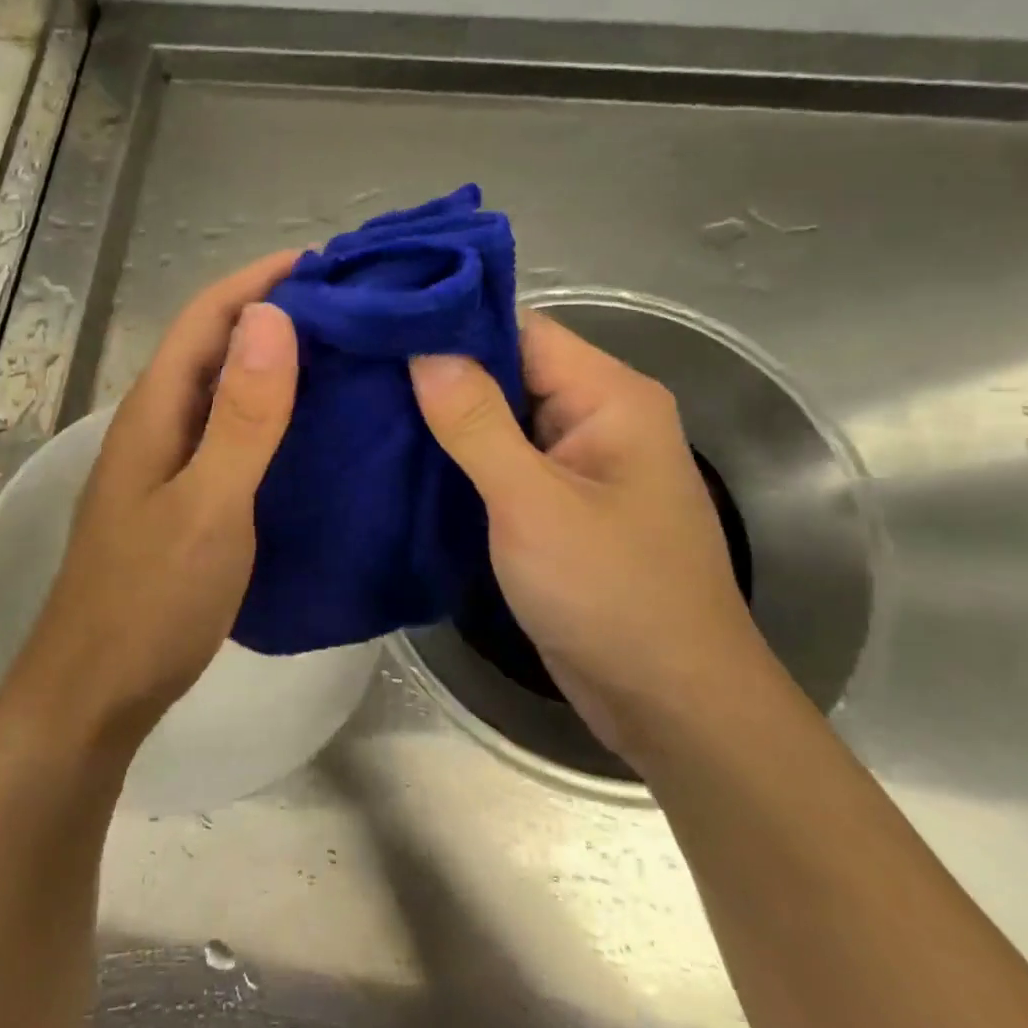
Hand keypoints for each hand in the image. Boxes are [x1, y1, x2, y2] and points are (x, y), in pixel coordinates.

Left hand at [0, 252, 301, 753]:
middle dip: (274, 312)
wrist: (96, 690)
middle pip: (213, 345)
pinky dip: (269, 411)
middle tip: (350, 306)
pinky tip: (309, 424)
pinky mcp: (181, 495)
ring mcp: (166, 462)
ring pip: (222, 388)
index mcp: (155, 411)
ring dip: (273, 360)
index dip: (260, 280)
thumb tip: (274, 318)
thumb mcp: (208, 506)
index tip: (326, 261)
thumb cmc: (151, 600)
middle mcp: (156, 423)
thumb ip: (243, 417)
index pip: (206, 317)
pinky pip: (228, 431)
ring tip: (342, 352)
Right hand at [408, 311, 773, 759]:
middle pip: (509, 369)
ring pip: (500, 417)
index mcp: (609, 395)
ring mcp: (578, 462)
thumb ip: (476, 423)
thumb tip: (423, 349)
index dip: (452, 324)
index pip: (521, 329)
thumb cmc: (610, 593)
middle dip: (439, 372)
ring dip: (444, 417)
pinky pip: (503, 461)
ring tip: (365, 405)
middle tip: (357, 368)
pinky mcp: (558, 502)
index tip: (379, 325)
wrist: (669, 703)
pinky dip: (459, 458)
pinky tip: (404, 457)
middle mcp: (598, 416)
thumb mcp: (534, 504)